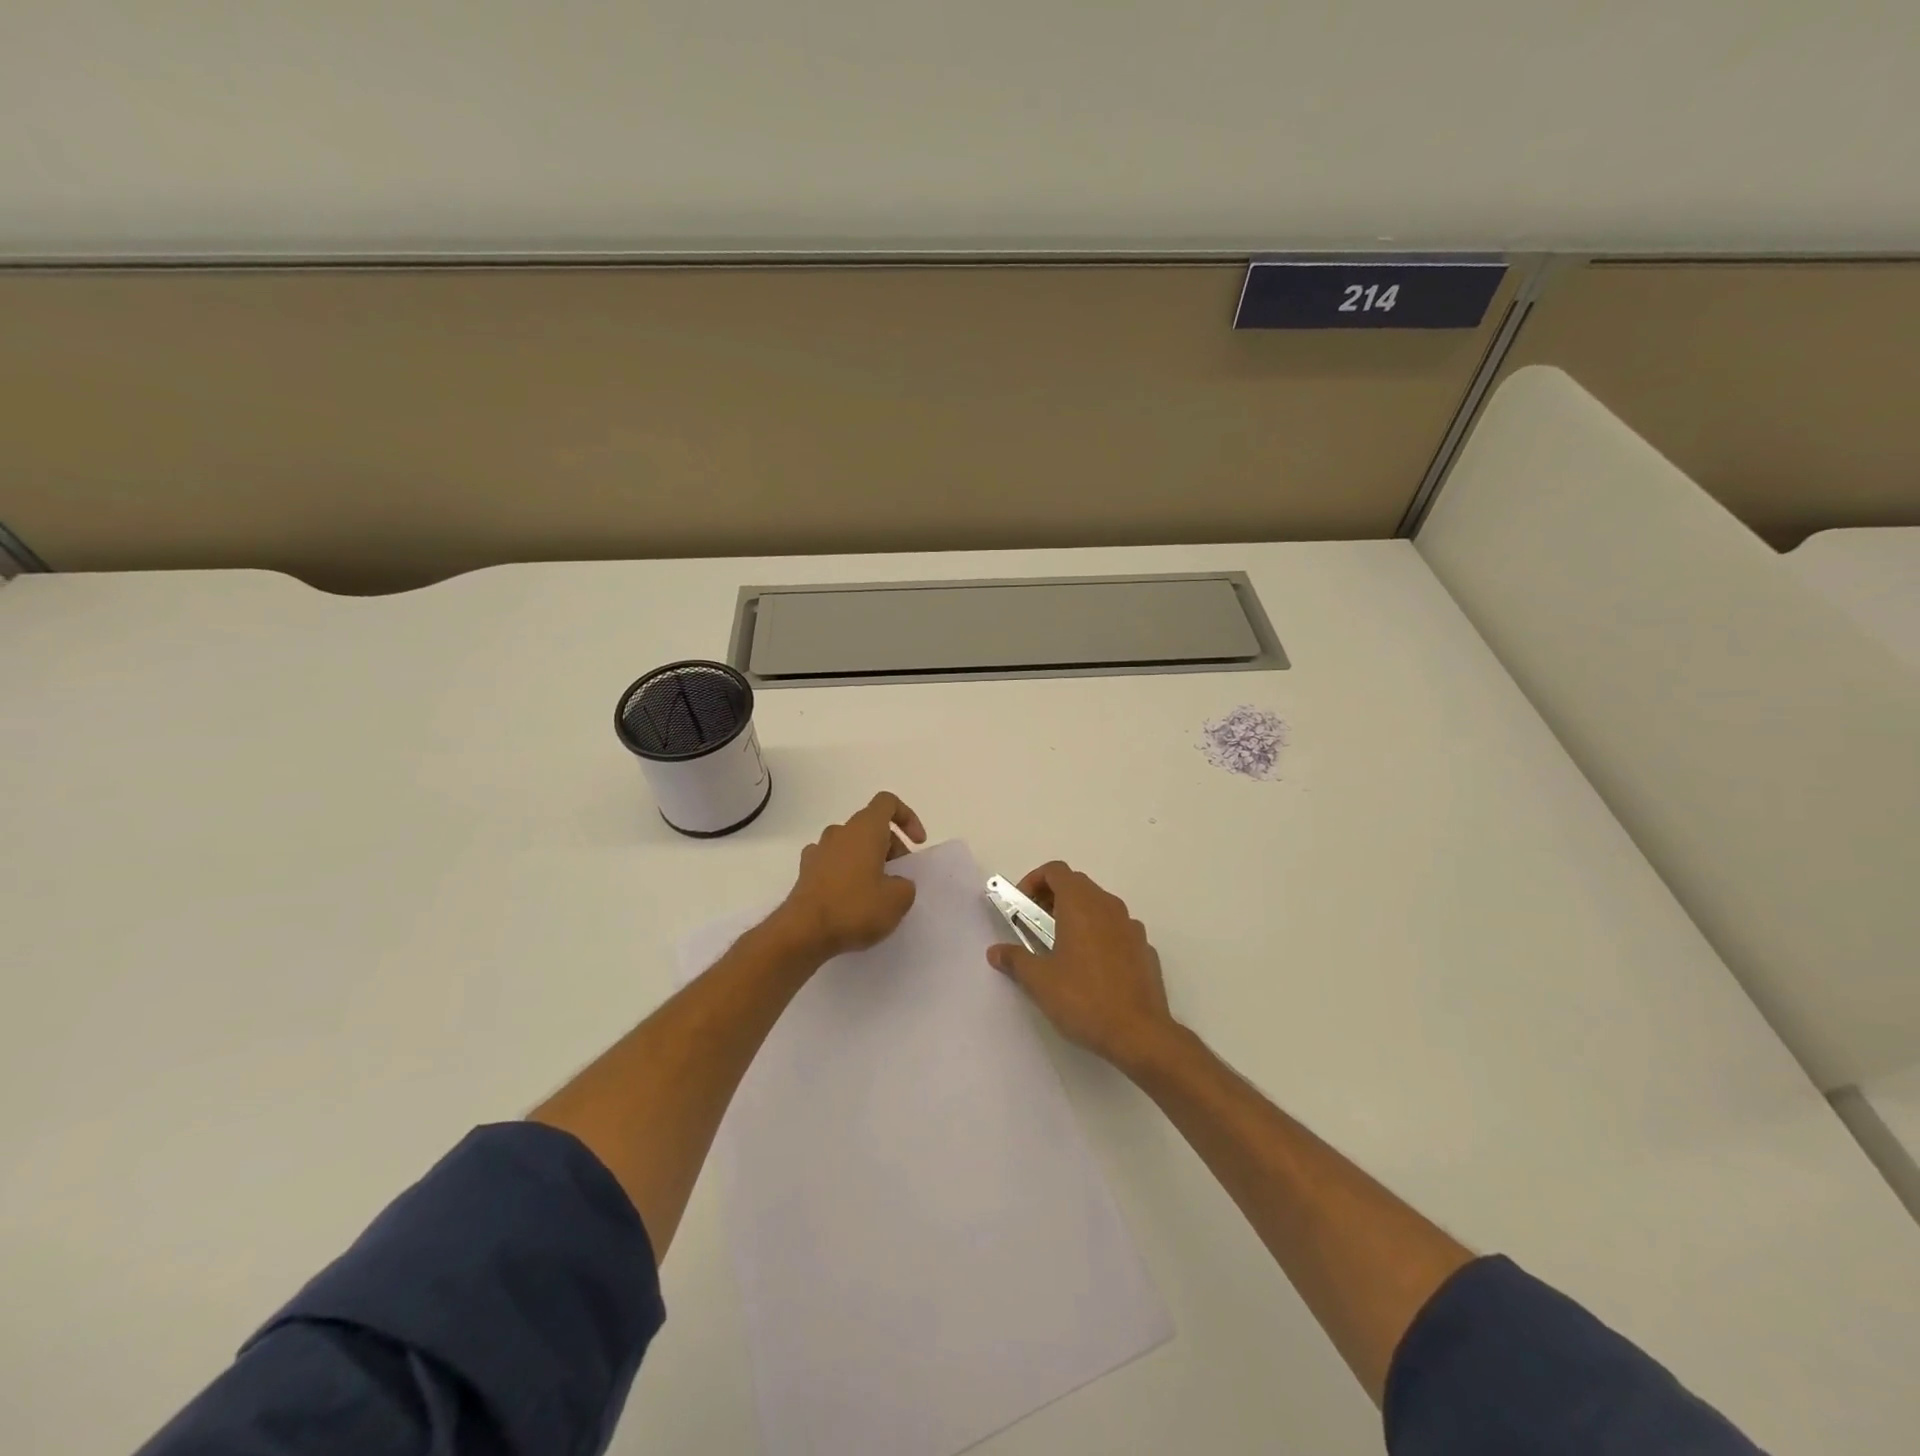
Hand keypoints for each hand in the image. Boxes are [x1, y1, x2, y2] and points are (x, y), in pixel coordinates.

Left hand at [770, 792, 925, 961]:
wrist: (803, 933)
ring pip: (851, 844)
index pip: (887, 802)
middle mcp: (840, 832)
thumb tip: (895, 883)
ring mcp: (819, 850)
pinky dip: (846, 873)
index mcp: (865, 829)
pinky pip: (833, 862)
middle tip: (900, 877)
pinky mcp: (805, 871)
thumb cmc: (855, 908)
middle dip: (891, 846)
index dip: (907, 817)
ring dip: (868, 859)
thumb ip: (905, 885)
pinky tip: (850, 899)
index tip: (917, 843)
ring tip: (877, 891)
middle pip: (871, 826)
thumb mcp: (897, 900)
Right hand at [986, 862, 1178, 1071]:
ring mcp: (1131, 927)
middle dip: (1052, 898)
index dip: (1034, 881)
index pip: (1056, 871)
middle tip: (1035, 926)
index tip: (1021, 906)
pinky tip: (1092, 969)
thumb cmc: (1083, 999)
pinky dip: (1100, 936)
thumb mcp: (1039, 981)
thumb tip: (995, 951)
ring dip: (1077, 916)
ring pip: (1099, 907)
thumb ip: (1015, 960)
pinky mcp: (1145, 949)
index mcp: (1081, 904)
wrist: (1139, 1033)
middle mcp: (1108, 906)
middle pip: (1077, 885)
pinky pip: (1117, 931)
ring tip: (1061, 949)